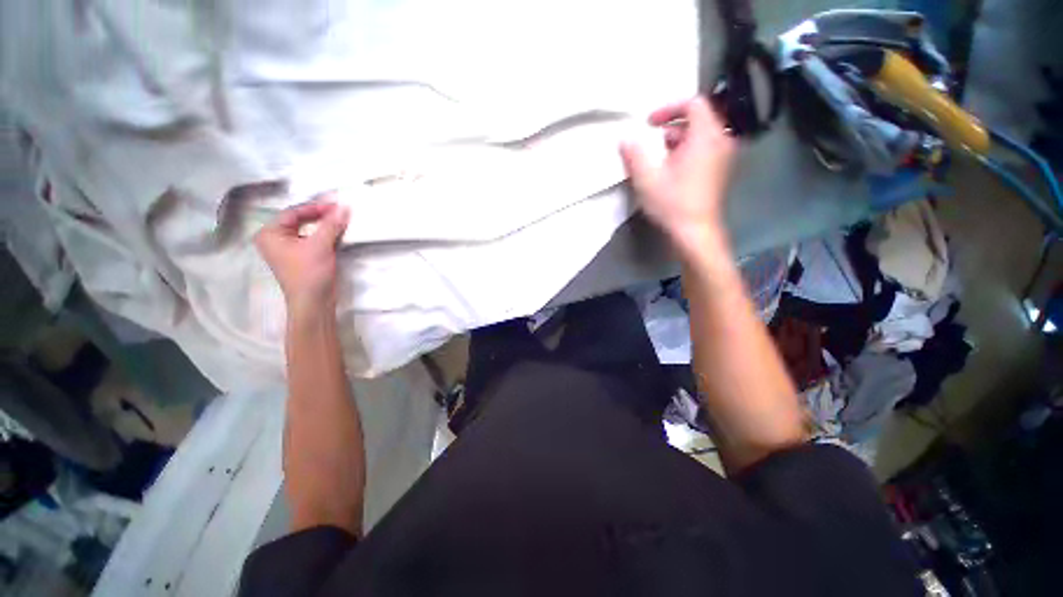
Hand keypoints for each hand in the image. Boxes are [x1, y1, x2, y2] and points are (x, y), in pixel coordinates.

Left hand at [255, 194, 349, 316]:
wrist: (314, 302)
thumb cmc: (309, 273)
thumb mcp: (320, 245)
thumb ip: (331, 224)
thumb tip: (344, 207)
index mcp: (270, 234)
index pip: (293, 212)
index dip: (315, 207)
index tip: (337, 204)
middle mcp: (275, 239)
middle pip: (299, 220)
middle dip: (320, 215)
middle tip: (339, 211)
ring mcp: (288, 249)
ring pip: (307, 230)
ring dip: (324, 225)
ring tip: (340, 219)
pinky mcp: (301, 258)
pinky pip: (312, 239)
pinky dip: (324, 235)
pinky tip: (337, 232)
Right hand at [620, 97, 735, 257]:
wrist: (696, 233)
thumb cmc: (673, 203)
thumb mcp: (647, 178)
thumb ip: (634, 154)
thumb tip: (625, 139)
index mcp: (706, 136)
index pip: (693, 103)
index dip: (669, 108)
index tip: (649, 124)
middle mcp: (721, 140)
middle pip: (698, 119)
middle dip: (670, 126)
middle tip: (650, 143)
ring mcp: (724, 157)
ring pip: (700, 136)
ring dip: (677, 141)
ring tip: (657, 159)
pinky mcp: (720, 171)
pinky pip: (704, 149)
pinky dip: (687, 152)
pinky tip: (670, 171)